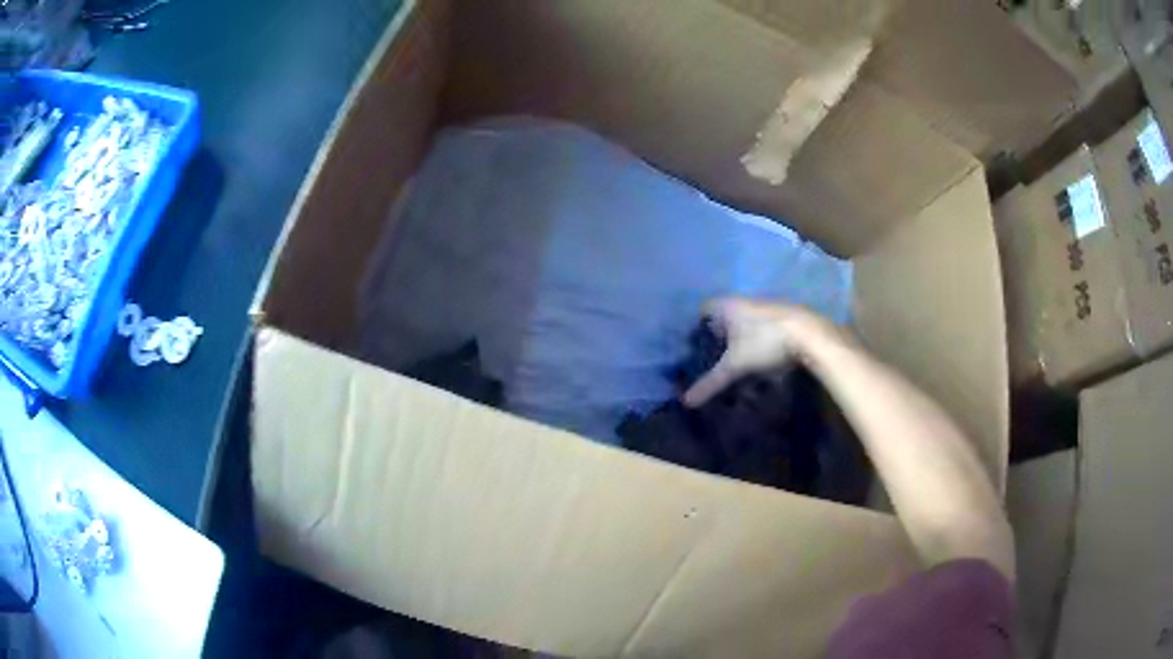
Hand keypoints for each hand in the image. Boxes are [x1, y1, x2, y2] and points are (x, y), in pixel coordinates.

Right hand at [682, 299, 838, 406]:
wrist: (810, 335)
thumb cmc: (765, 342)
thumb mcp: (735, 366)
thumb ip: (711, 382)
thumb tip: (686, 401)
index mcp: (728, 305)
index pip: (704, 309)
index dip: (698, 327)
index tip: (695, 347)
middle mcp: (745, 300)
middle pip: (725, 317)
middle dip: (719, 336)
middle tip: (714, 359)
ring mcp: (766, 306)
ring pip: (745, 322)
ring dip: (740, 340)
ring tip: (738, 364)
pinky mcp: (783, 316)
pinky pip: (762, 327)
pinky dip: (758, 341)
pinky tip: (762, 360)